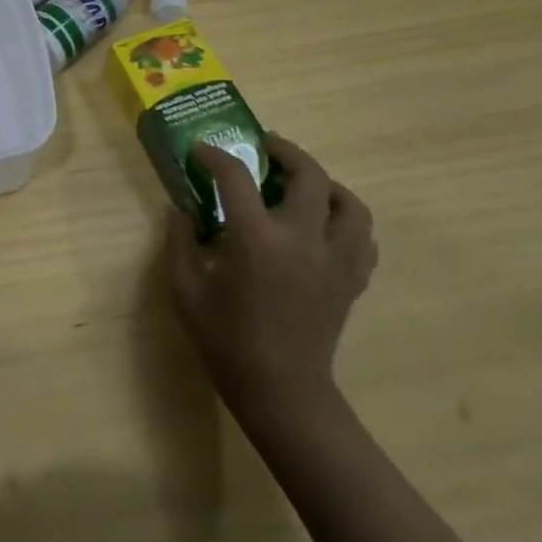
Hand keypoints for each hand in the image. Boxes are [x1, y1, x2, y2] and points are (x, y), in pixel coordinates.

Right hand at [165, 134, 376, 426]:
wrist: (282, 394)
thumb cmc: (227, 342)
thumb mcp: (185, 291)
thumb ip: (179, 242)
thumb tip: (180, 208)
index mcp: (256, 239)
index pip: (236, 177)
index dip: (214, 156)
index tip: (200, 151)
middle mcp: (302, 240)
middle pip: (309, 175)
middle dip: (284, 151)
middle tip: (262, 147)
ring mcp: (334, 260)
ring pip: (349, 203)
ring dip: (325, 183)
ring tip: (301, 182)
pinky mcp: (351, 281)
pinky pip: (362, 237)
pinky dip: (346, 219)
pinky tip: (323, 223)